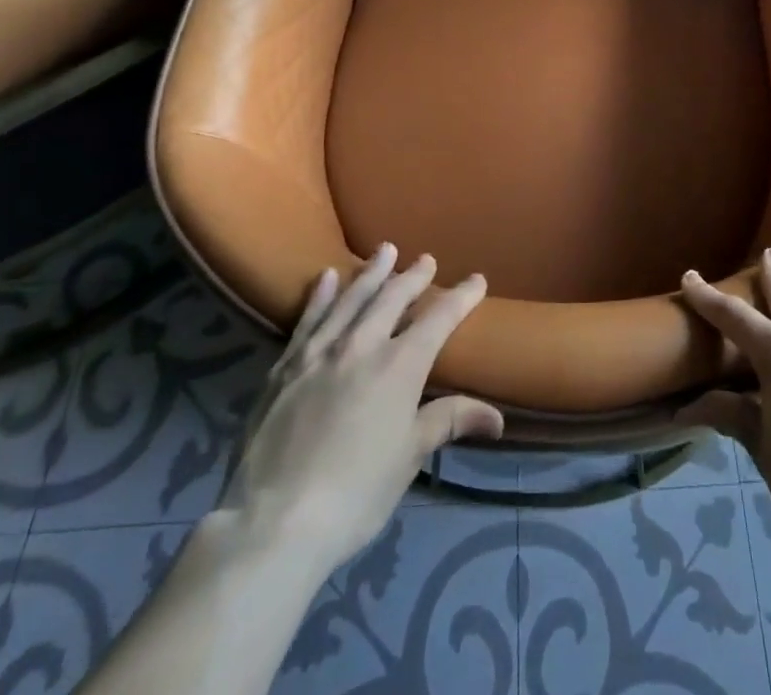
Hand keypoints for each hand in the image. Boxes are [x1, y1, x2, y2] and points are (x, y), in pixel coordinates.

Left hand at [218, 245, 501, 574]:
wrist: (273, 521)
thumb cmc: (355, 493)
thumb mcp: (409, 458)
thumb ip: (449, 422)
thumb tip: (497, 416)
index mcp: (399, 366)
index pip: (439, 319)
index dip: (461, 296)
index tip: (477, 279)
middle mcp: (362, 345)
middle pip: (393, 298)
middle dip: (413, 276)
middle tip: (425, 259)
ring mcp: (319, 352)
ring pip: (351, 298)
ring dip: (370, 272)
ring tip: (384, 250)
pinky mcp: (285, 367)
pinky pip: (308, 319)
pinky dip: (320, 295)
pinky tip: (326, 278)